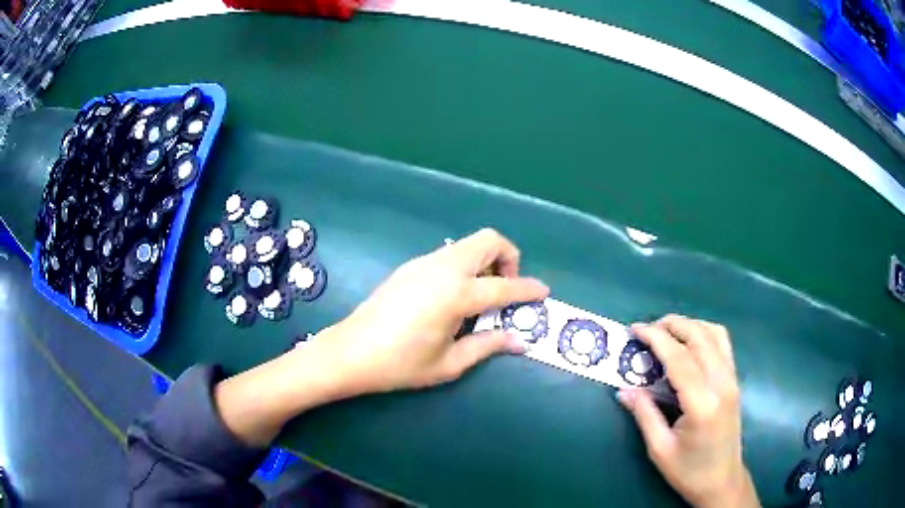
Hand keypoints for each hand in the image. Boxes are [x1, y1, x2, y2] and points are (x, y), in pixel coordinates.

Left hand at [317, 228, 548, 394]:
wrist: (350, 352)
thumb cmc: (401, 364)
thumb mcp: (449, 363)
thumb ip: (487, 345)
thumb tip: (519, 341)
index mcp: (456, 294)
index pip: (504, 287)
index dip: (528, 289)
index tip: (544, 292)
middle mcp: (443, 268)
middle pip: (488, 240)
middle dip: (508, 258)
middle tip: (506, 290)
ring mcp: (424, 263)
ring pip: (467, 244)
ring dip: (485, 261)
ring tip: (481, 296)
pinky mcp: (410, 266)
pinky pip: (449, 254)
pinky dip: (465, 265)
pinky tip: (454, 297)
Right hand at [617, 315, 758, 507]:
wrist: (722, 481)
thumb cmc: (689, 471)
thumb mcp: (660, 448)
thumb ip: (644, 414)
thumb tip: (624, 390)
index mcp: (702, 403)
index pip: (679, 358)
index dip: (656, 338)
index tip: (636, 328)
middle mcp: (722, 384)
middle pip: (700, 337)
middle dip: (673, 324)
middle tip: (648, 328)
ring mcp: (732, 380)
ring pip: (715, 334)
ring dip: (690, 325)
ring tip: (668, 331)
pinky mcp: (735, 381)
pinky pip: (723, 344)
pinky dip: (705, 333)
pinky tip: (690, 343)